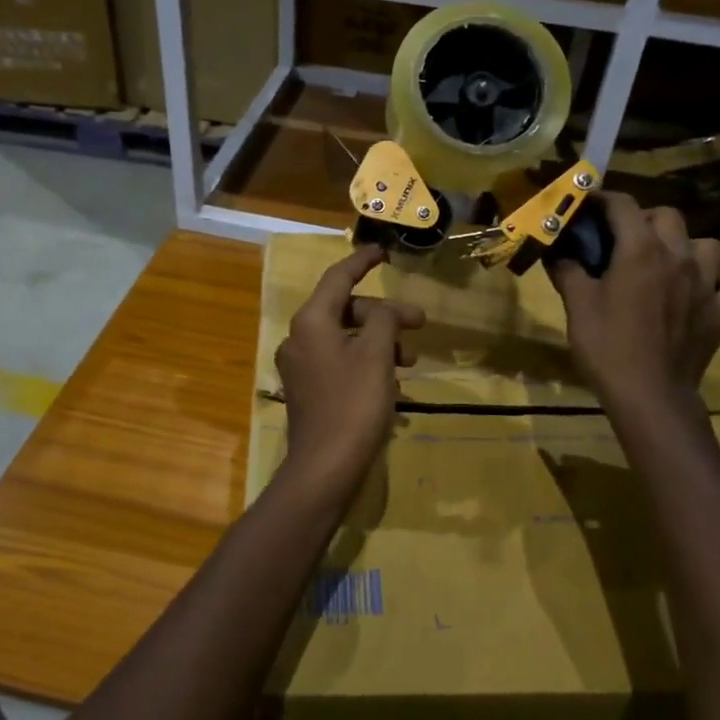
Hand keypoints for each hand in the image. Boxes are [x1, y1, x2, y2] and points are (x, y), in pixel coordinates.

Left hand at [274, 247, 423, 496]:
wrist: (325, 467)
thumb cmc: (354, 404)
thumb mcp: (376, 355)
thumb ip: (384, 320)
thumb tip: (385, 311)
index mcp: (311, 322)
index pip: (337, 278)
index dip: (361, 262)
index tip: (382, 252)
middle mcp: (299, 339)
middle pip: (345, 310)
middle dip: (384, 314)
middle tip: (419, 323)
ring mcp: (301, 367)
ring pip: (346, 338)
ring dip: (380, 341)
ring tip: (410, 361)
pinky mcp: (309, 391)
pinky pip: (341, 363)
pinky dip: (367, 363)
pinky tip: (393, 384)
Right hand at [548, 192, 719, 416]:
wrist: (649, 395)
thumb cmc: (607, 348)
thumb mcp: (577, 307)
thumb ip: (568, 271)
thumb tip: (557, 252)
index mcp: (640, 250)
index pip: (622, 206)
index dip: (603, 200)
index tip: (588, 206)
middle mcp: (679, 256)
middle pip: (667, 216)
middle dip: (644, 219)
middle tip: (623, 240)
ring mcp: (707, 282)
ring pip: (707, 244)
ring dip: (686, 246)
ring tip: (667, 263)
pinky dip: (719, 279)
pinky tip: (703, 288)